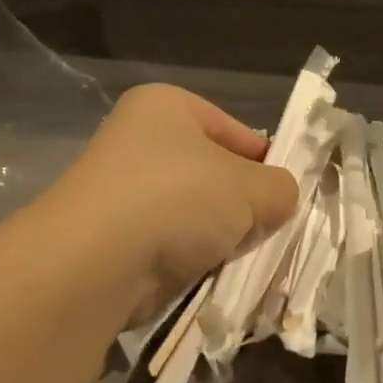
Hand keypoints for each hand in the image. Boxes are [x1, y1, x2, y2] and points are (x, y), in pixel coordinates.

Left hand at [37, 83, 297, 318]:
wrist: (96, 261)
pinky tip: (210, 275)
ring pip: (194, 214)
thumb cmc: (178, 197)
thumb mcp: (251, 187)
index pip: (237, 132)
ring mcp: (122, 190)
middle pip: (215, 175)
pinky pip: (170, 244)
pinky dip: (191, 260)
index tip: (286, 198)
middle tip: (268, 230)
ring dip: (219, 237)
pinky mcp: (113, 237)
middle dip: (242, 206)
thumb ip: (280, 188)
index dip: (267, 164)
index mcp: (168, 106)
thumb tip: (280, 199)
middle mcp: (140, 140)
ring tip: (240, 256)